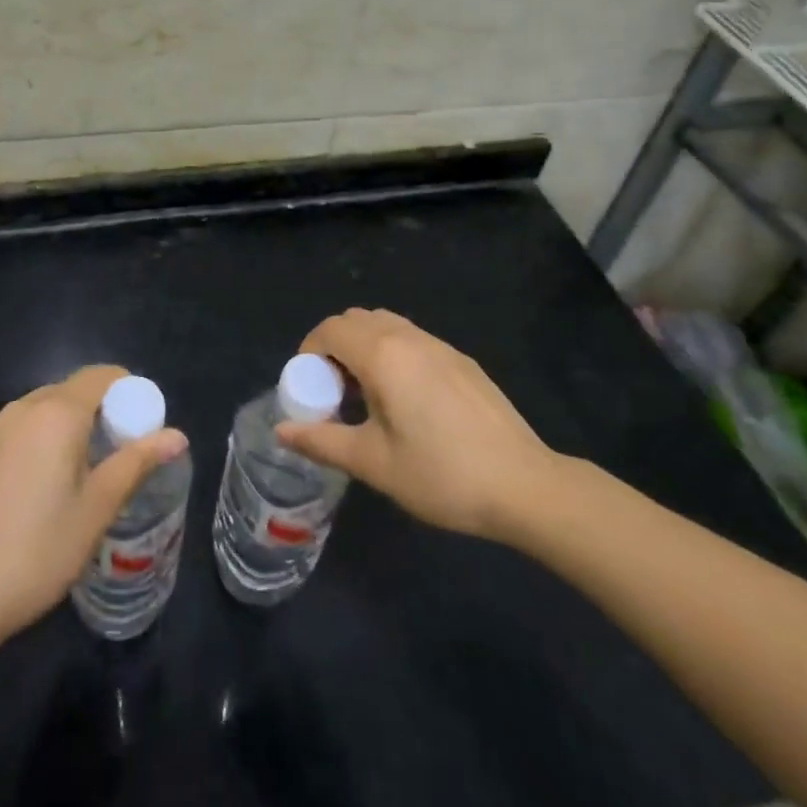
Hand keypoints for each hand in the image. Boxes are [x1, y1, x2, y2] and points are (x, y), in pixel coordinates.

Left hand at [0, 365, 187, 647]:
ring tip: (86, 472)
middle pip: (74, 389)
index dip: (129, 392)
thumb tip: (178, 435)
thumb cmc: (39, 550)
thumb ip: (137, 462)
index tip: (142, 426)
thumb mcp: (97, 507)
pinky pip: (23, 427)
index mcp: (57, 413)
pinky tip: (46, 484)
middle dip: (103, 410)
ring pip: (47, 408)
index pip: (102, 376)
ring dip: (72, 425)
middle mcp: (24, 407)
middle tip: (120, 454)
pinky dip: (44, 438)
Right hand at [276, 308, 561, 542]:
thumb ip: (322, 441)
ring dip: (364, 348)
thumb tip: (282, 432)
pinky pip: (413, 341)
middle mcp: (409, 338)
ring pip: (386, 326)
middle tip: (334, 392)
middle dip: (334, 347)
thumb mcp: (373, 464)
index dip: (308, 352)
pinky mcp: (462, 361)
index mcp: (383, 355)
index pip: (330, 329)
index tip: (308, 389)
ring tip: (367, 396)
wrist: (525, 486)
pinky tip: (406, 402)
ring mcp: (441, 346)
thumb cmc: (441, 474)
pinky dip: (392, 354)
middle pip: (356, 320)